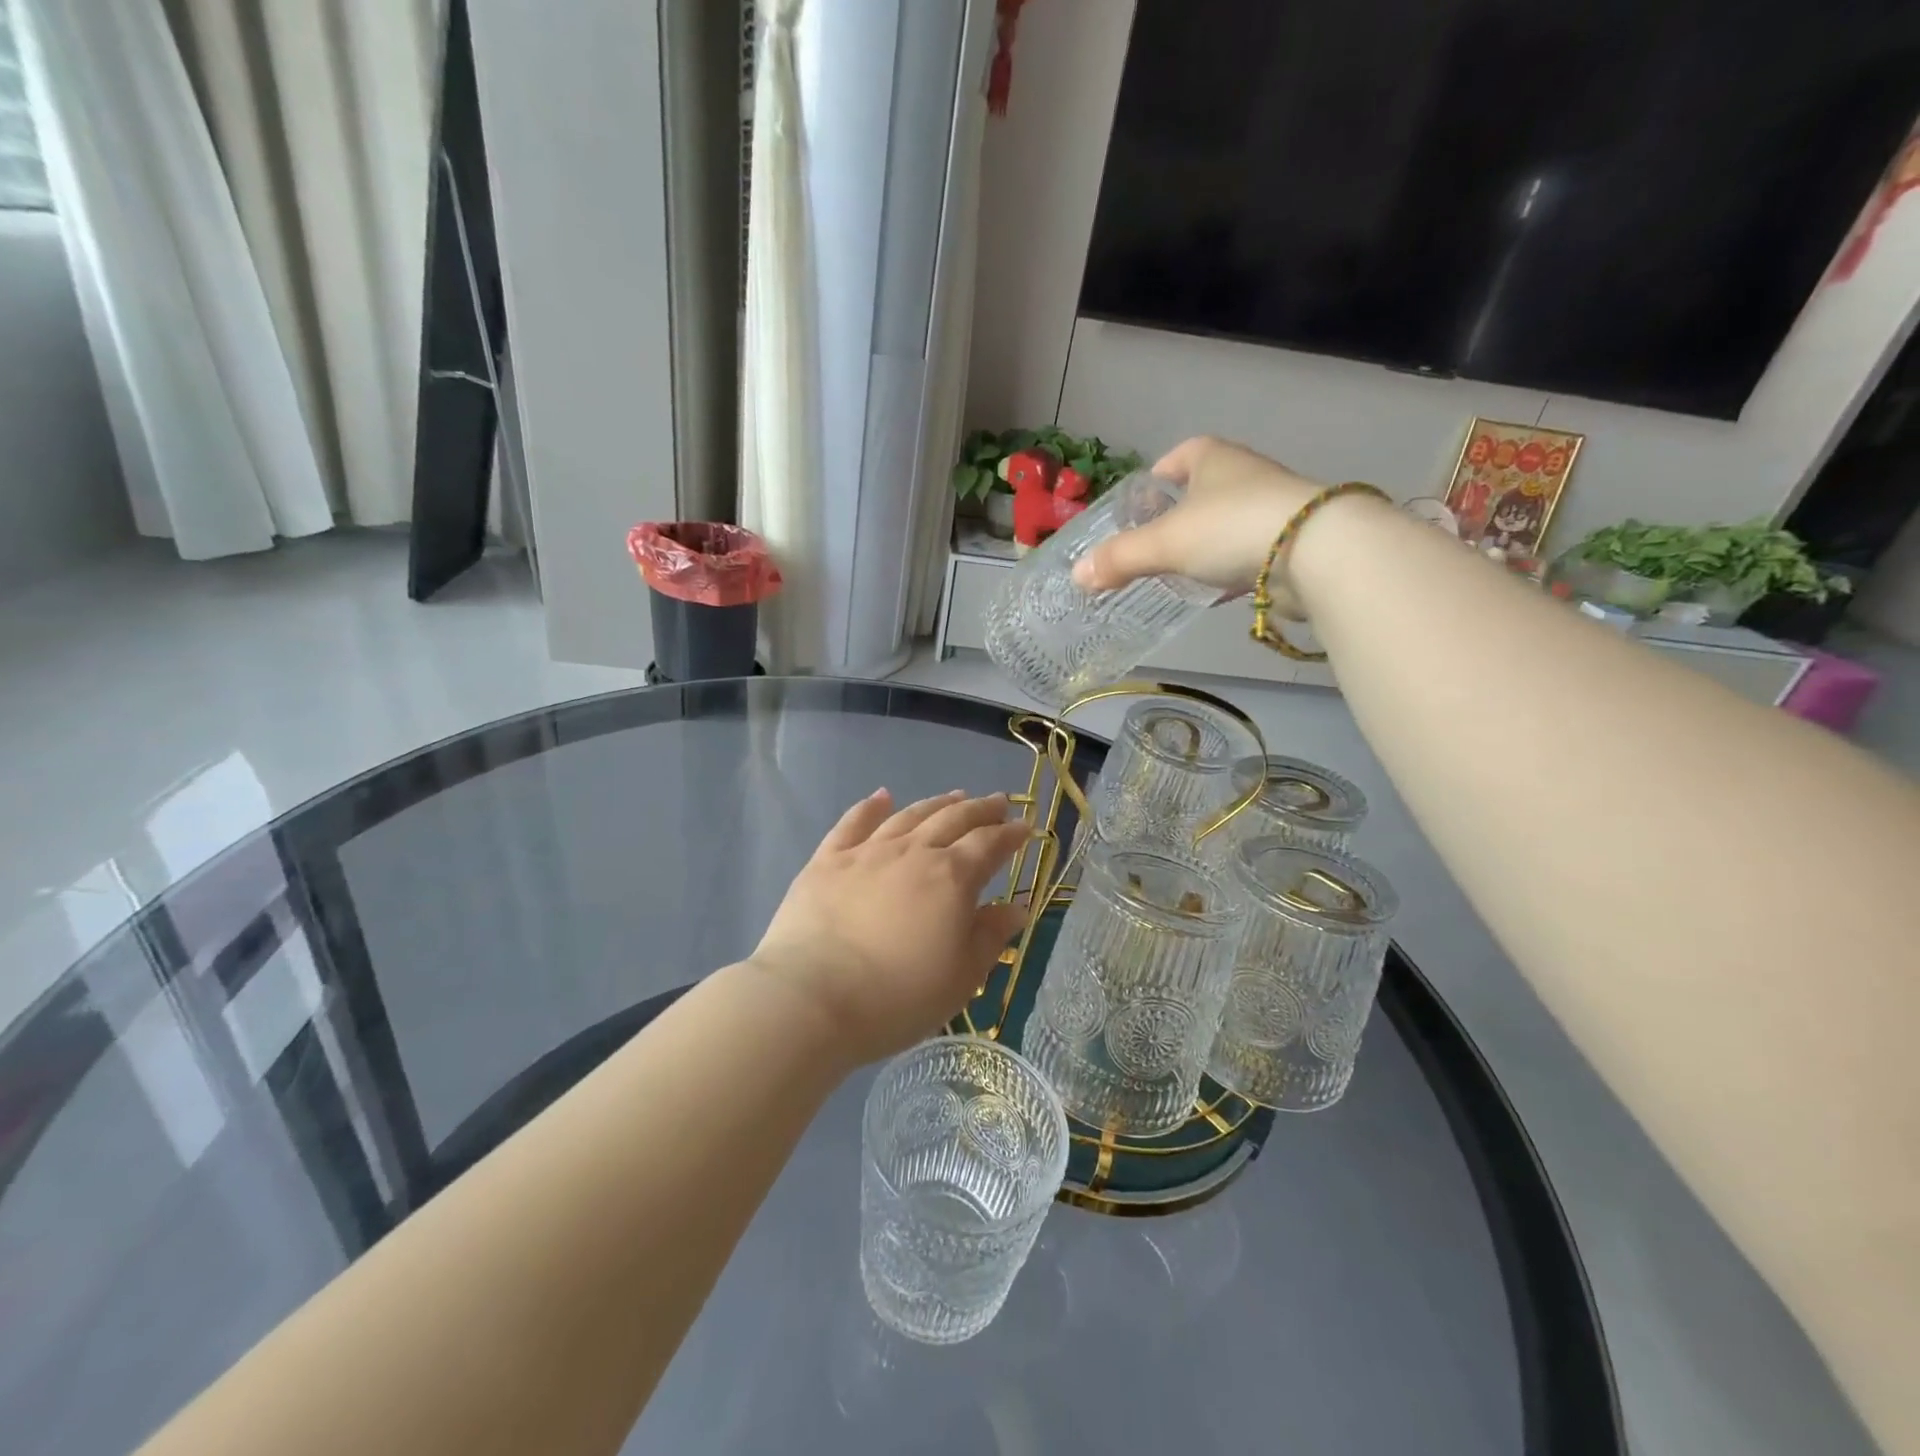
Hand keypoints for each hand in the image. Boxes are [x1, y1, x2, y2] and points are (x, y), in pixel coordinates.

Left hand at [750, 790, 1031, 1065]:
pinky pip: (853, 823)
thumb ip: (990, 937)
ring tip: (954, 796)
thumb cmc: (897, 998)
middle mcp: (912, 852)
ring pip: (909, 816)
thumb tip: (1017, 907)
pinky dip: (871, 806)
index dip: (1010, 835)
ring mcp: (867, 852)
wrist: (812, 999)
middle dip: (980, 809)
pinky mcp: (827, 861)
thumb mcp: (960, 977)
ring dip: (936, 803)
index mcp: (951, 878)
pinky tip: (882, 796)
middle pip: (953, 820)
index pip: (989, 845)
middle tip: (997, 802)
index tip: (1025, 828)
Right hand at [1072, 437, 1323, 602]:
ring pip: (1226, 525)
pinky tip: (1213, 591)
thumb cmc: (1230, 529)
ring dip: (1204, 545)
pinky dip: (1228, 568)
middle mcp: (1244, 476)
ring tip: (1176, 570)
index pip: (1180, 456)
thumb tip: (1078, 576)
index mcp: (1214, 459)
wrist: (1314, 552)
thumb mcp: (1164, 543)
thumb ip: (1120, 558)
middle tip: (1150, 543)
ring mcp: (1271, 509)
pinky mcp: (1289, 544)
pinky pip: (1246, 553)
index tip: (1141, 502)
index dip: (1158, 476)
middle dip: (1178, 516)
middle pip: (1202, 492)